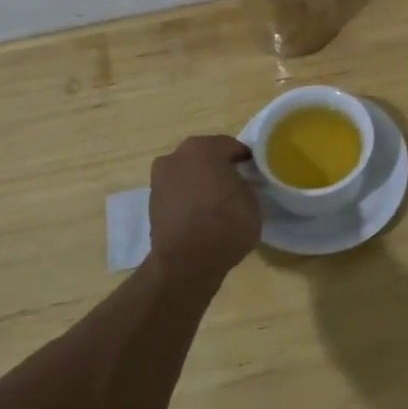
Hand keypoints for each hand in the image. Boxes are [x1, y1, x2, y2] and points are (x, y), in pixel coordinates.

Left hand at [148, 135, 260, 276]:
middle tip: (237, 185)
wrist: (187, 261)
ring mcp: (160, 179)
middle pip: (205, 156)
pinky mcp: (152, 203)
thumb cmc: (226, 222)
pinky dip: (189, 198)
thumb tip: (237, 182)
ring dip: (201, 182)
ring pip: (188, 174)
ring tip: (218, 203)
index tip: (255, 173)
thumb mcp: (251, 198)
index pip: (231, 146)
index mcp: (203, 147)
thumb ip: (243, 182)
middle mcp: (176, 156)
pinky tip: (202, 215)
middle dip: (219, 167)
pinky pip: (178, 193)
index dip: (245, 159)